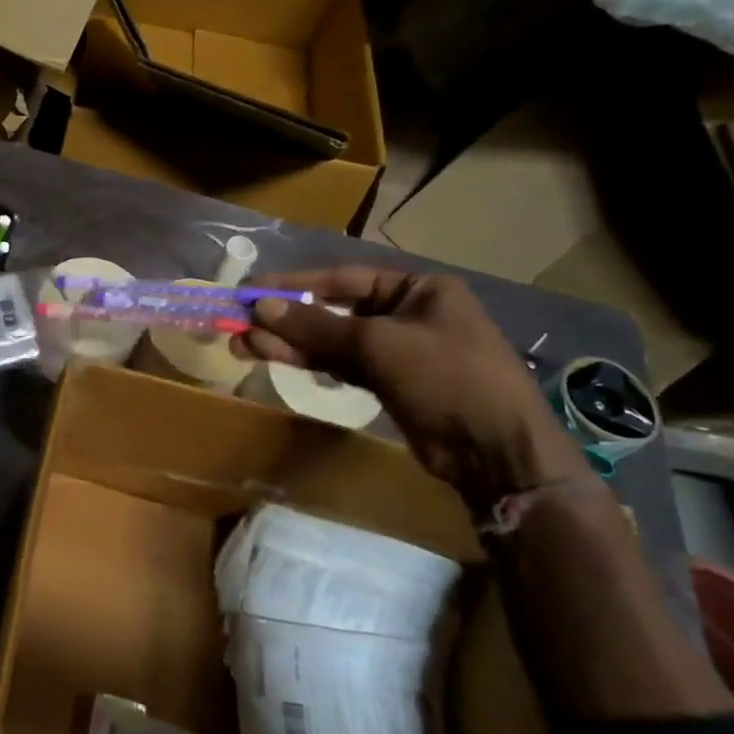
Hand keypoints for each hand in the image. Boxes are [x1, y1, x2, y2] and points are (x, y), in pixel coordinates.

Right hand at [233, 266, 589, 506]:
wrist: (495, 454)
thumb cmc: (446, 378)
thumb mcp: (379, 344)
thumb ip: (317, 324)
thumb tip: (261, 307)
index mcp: (417, 289)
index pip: (342, 279)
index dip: (293, 285)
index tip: (250, 292)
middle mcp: (405, 313)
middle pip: (331, 311)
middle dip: (285, 319)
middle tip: (238, 326)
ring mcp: (396, 350)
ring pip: (331, 341)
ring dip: (289, 343)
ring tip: (242, 346)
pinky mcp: (388, 382)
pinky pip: (340, 364)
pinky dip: (310, 361)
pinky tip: (275, 358)